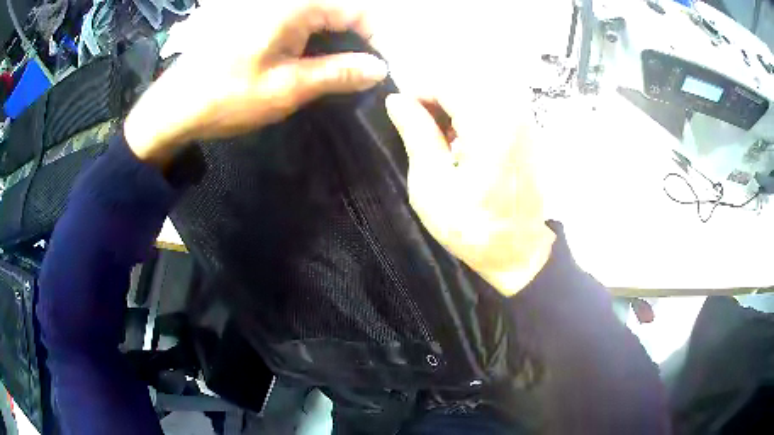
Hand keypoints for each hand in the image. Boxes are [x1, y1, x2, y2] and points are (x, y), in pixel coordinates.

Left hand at [124, 0, 387, 165]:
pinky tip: (320, 63)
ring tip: (352, 72)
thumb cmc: (226, 97)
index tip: (390, 65)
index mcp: (296, 7)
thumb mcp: (287, 88)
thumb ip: (338, 73)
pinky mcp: (259, 22)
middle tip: (373, 72)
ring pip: (322, 18)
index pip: (359, 9)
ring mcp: (270, 10)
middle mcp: (286, 1)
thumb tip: (380, 68)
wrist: (174, 107)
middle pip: (342, 11)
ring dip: (342, 41)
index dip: (381, 35)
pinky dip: (318, 42)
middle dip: (363, 38)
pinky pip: (301, 24)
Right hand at [385, 89, 555, 296]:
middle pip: (464, 83)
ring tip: (442, 139)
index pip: (447, 82)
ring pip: (479, 91)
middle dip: (437, 98)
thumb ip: (416, 134)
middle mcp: (512, 113)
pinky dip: (473, 115)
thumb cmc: (472, 227)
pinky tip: (465, 143)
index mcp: (489, 125)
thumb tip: (397, 100)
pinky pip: (495, 105)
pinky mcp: (529, 131)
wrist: (519, 251)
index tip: (403, 114)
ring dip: (455, 107)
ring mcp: (525, 121)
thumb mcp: (432, 185)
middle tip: (421, 128)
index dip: (419, 92)